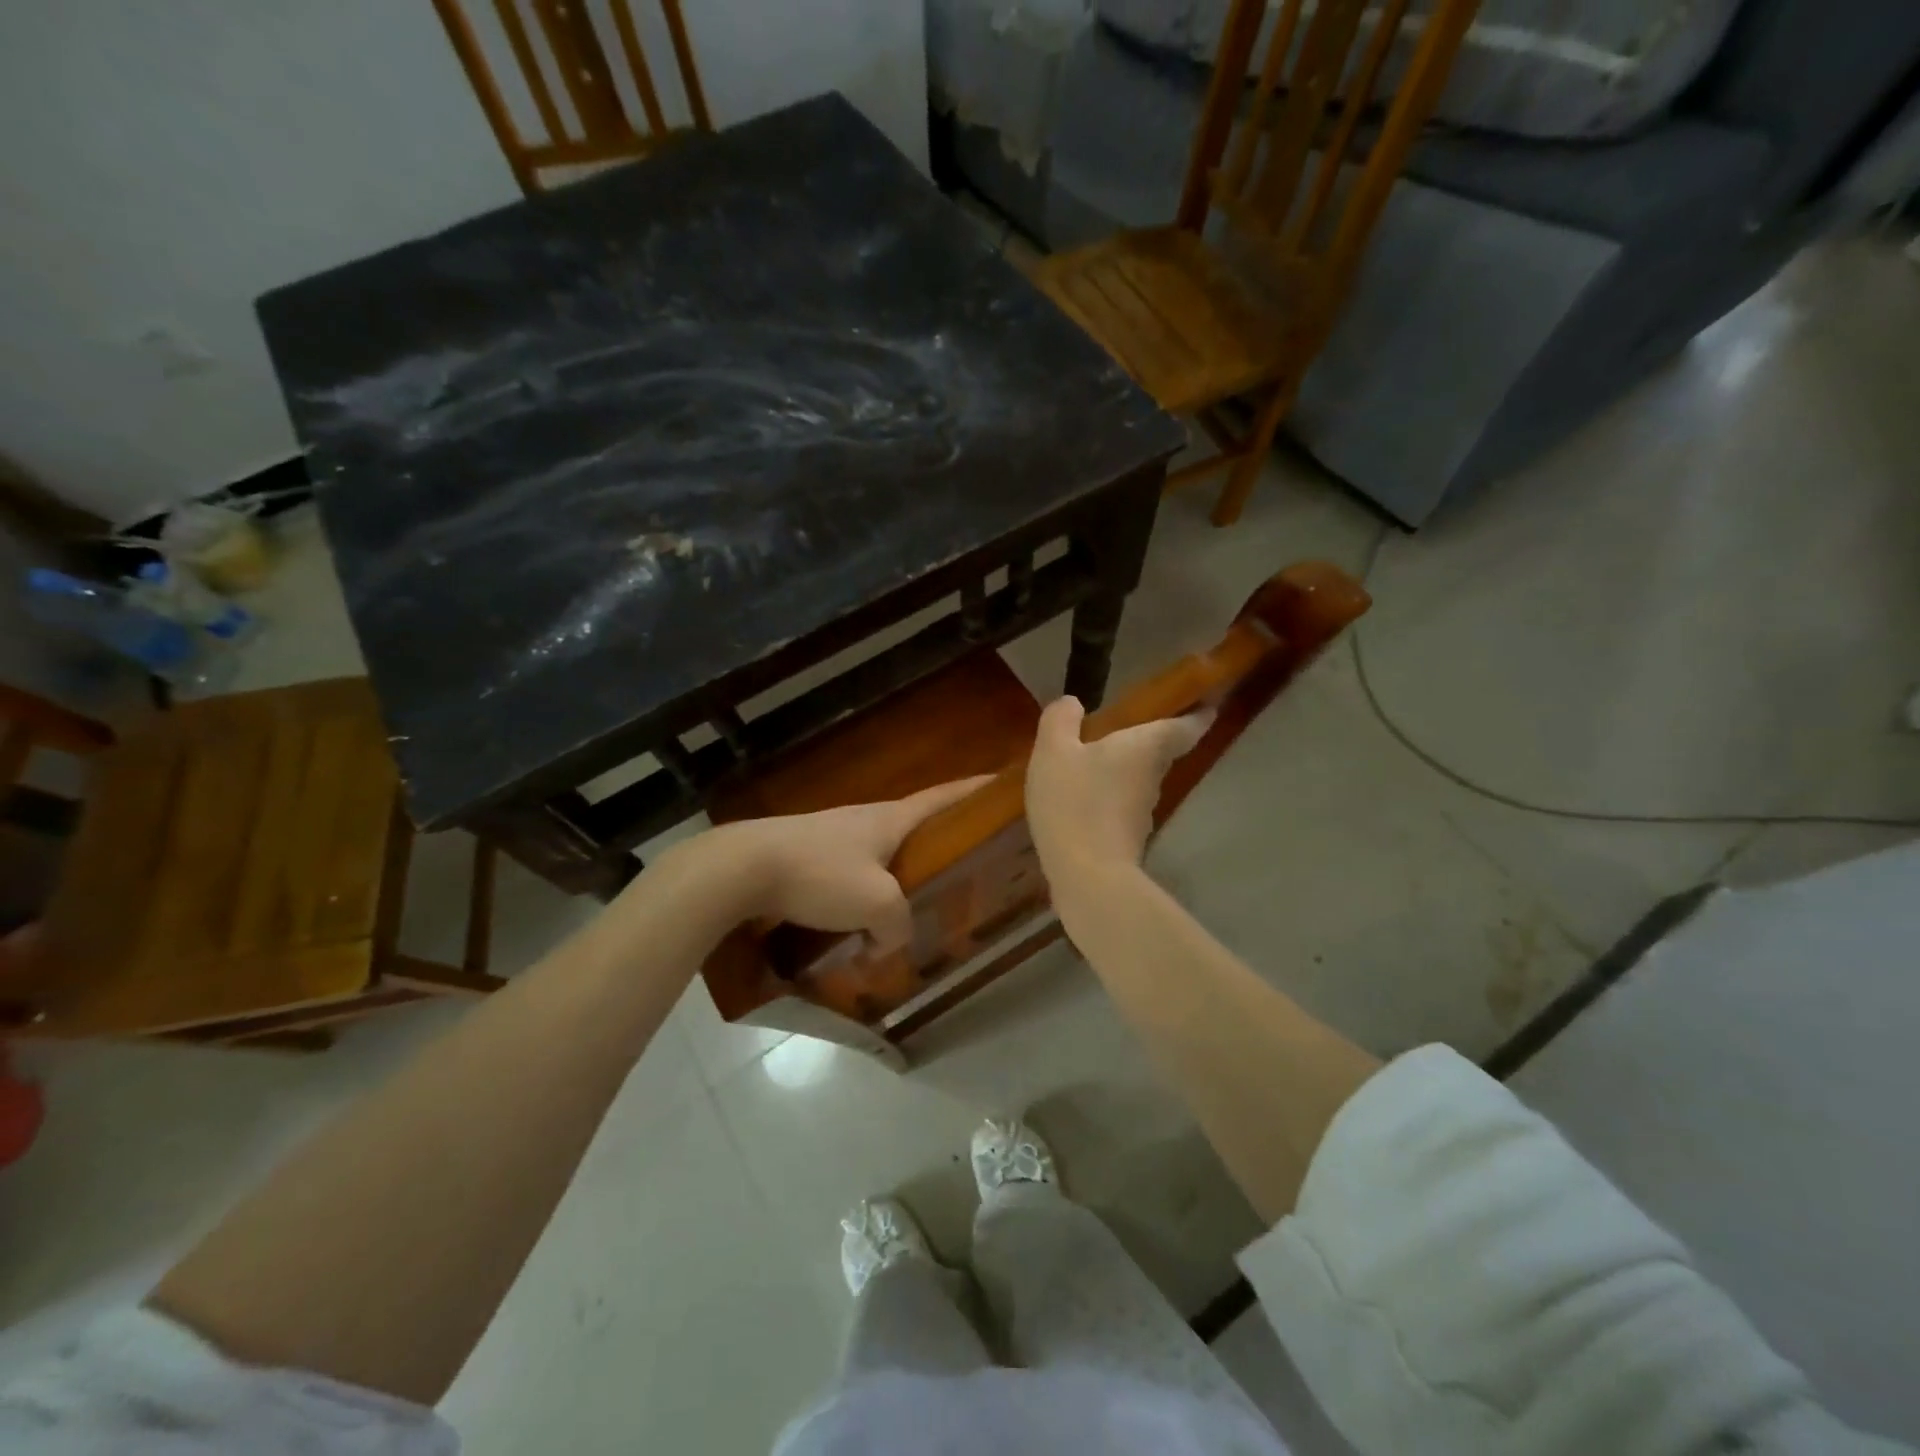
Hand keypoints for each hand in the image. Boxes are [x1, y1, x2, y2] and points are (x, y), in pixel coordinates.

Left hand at [695, 777, 990, 948]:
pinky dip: (865, 892)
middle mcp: (866, 819)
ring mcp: (834, 835)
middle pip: (913, 825)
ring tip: (914, 902)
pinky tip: (862, 922)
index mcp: (891, 818)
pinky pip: (851, 873)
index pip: (942, 797)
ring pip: (880, 854)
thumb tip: (891, 942)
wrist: (744, 868)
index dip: (972, 790)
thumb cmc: (821, 873)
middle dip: (938, 840)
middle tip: (964, 861)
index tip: (998, 783)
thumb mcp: (876, 903)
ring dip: (898, 874)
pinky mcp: (809, 856)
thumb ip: (898, 925)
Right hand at [1025, 697, 1210, 892]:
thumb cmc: (1074, 802)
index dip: (1198, 713)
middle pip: (1161, 752)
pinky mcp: (1127, 838)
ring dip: (1126, 769)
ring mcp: (1143, 812)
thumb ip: (1061, 720)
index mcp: (1146, 747)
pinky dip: (1109, 797)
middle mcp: (1153, 777)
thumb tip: (1073, 703)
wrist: (1087, 876)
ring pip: (1140, 780)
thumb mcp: (1054, 751)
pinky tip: (1083, 797)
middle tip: (1131, 725)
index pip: (1185, 725)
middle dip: (1152, 739)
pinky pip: (1120, 805)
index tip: (1208, 703)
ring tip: (1097, 760)